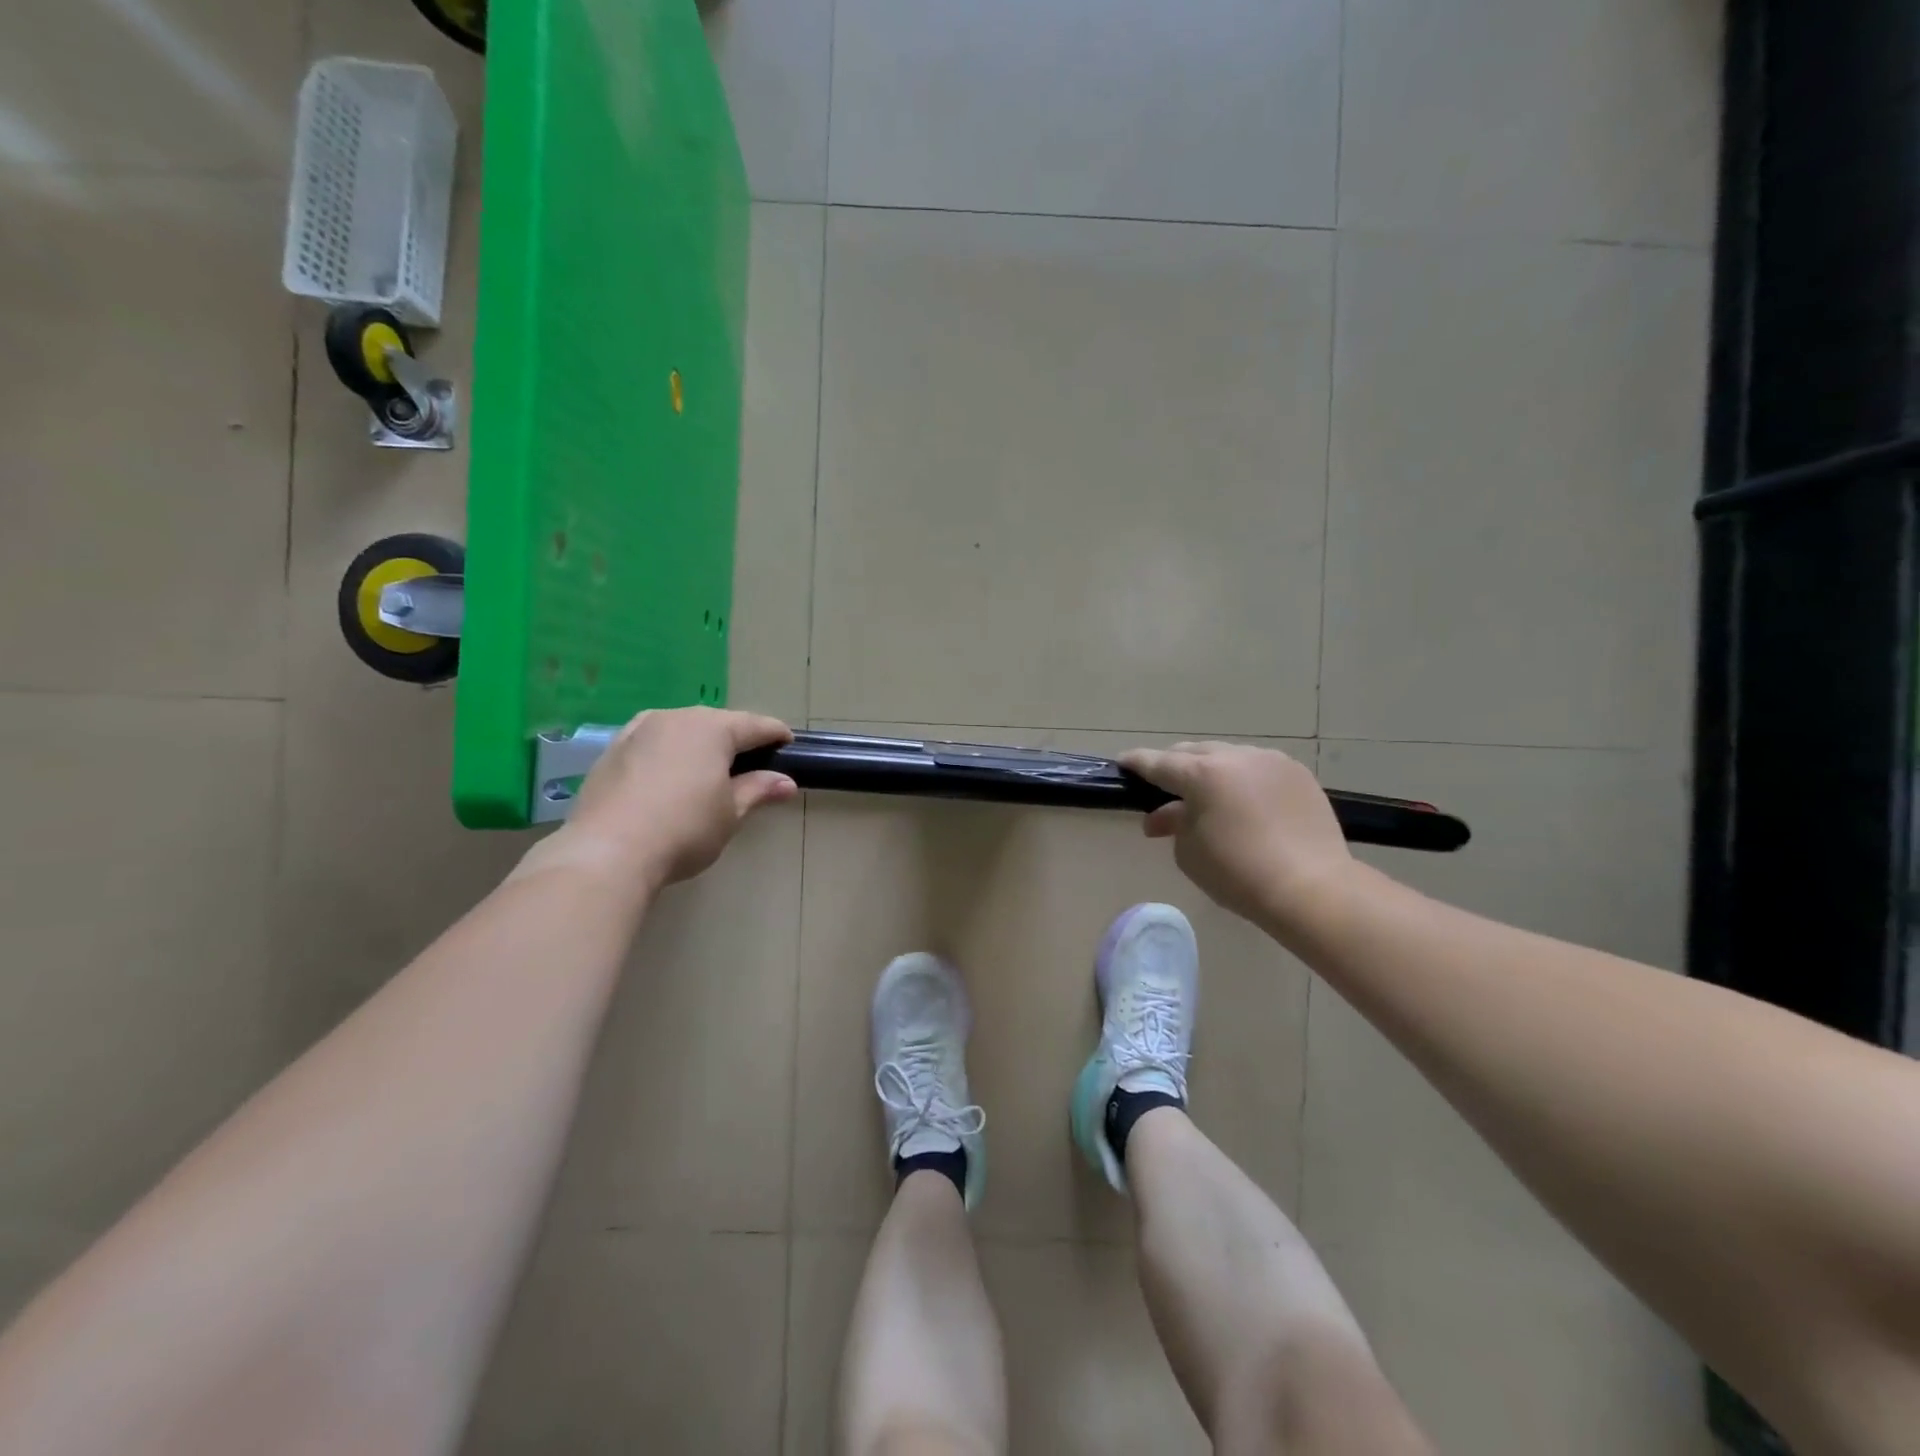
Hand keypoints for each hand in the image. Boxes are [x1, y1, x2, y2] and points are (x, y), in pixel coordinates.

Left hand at [536, 707, 796, 890]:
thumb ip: (758, 790)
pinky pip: (652, 742)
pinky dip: (669, 753)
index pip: (755, 725)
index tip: (789, 746)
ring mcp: (638, 730)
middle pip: (717, 722)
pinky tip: (670, 777)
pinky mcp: (611, 750)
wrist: (606, 851)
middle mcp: (675, 717)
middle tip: (752, 763)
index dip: (776, 735)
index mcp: (712, 728)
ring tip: (709, 769)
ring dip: (700, 744)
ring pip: (681, 729)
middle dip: (736, 738)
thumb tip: (785, 782)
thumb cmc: (684, 829)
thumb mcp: (730, 813)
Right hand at [1120, 742, 1354, 936]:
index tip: (1122, 763)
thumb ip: (1174, 824)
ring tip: (1208, 795)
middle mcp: (1235, 757)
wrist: (1312, 888)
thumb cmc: (1238, 874)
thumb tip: (1163, 816)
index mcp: (1202, 775)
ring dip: (1211, 770)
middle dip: (1175, 766)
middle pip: (1194, 753)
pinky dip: (1243, 779)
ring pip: (1228, 756)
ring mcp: (1271, 762)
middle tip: (1164, 787)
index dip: (1137, 763)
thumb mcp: (1189, 853)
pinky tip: (1243, 801)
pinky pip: (1258, 767)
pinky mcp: (1298, 774)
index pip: (1158, 763)